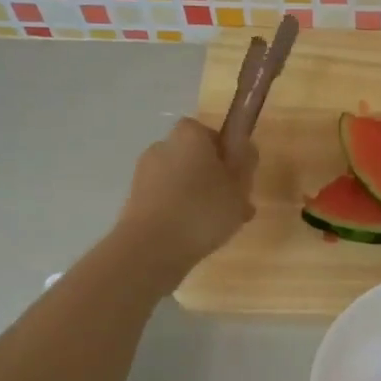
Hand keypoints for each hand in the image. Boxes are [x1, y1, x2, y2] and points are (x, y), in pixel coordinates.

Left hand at [117, 117, 256, 278]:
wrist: (152, 247)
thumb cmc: (203, 209)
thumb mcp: (239, 185)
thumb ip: (245, 161)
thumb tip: (244, 144)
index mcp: (189, 135)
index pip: (211, 133)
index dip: (227, 154)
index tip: (239, 178)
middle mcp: (163, 147)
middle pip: (195, 158)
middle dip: (214, 179)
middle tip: (234, 207)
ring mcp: (144, 174)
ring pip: (181, 182)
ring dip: (198, 198)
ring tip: (219, 228)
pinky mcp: (135, 200)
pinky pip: (167, 201)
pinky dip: (181, 213)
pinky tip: (195, 236)